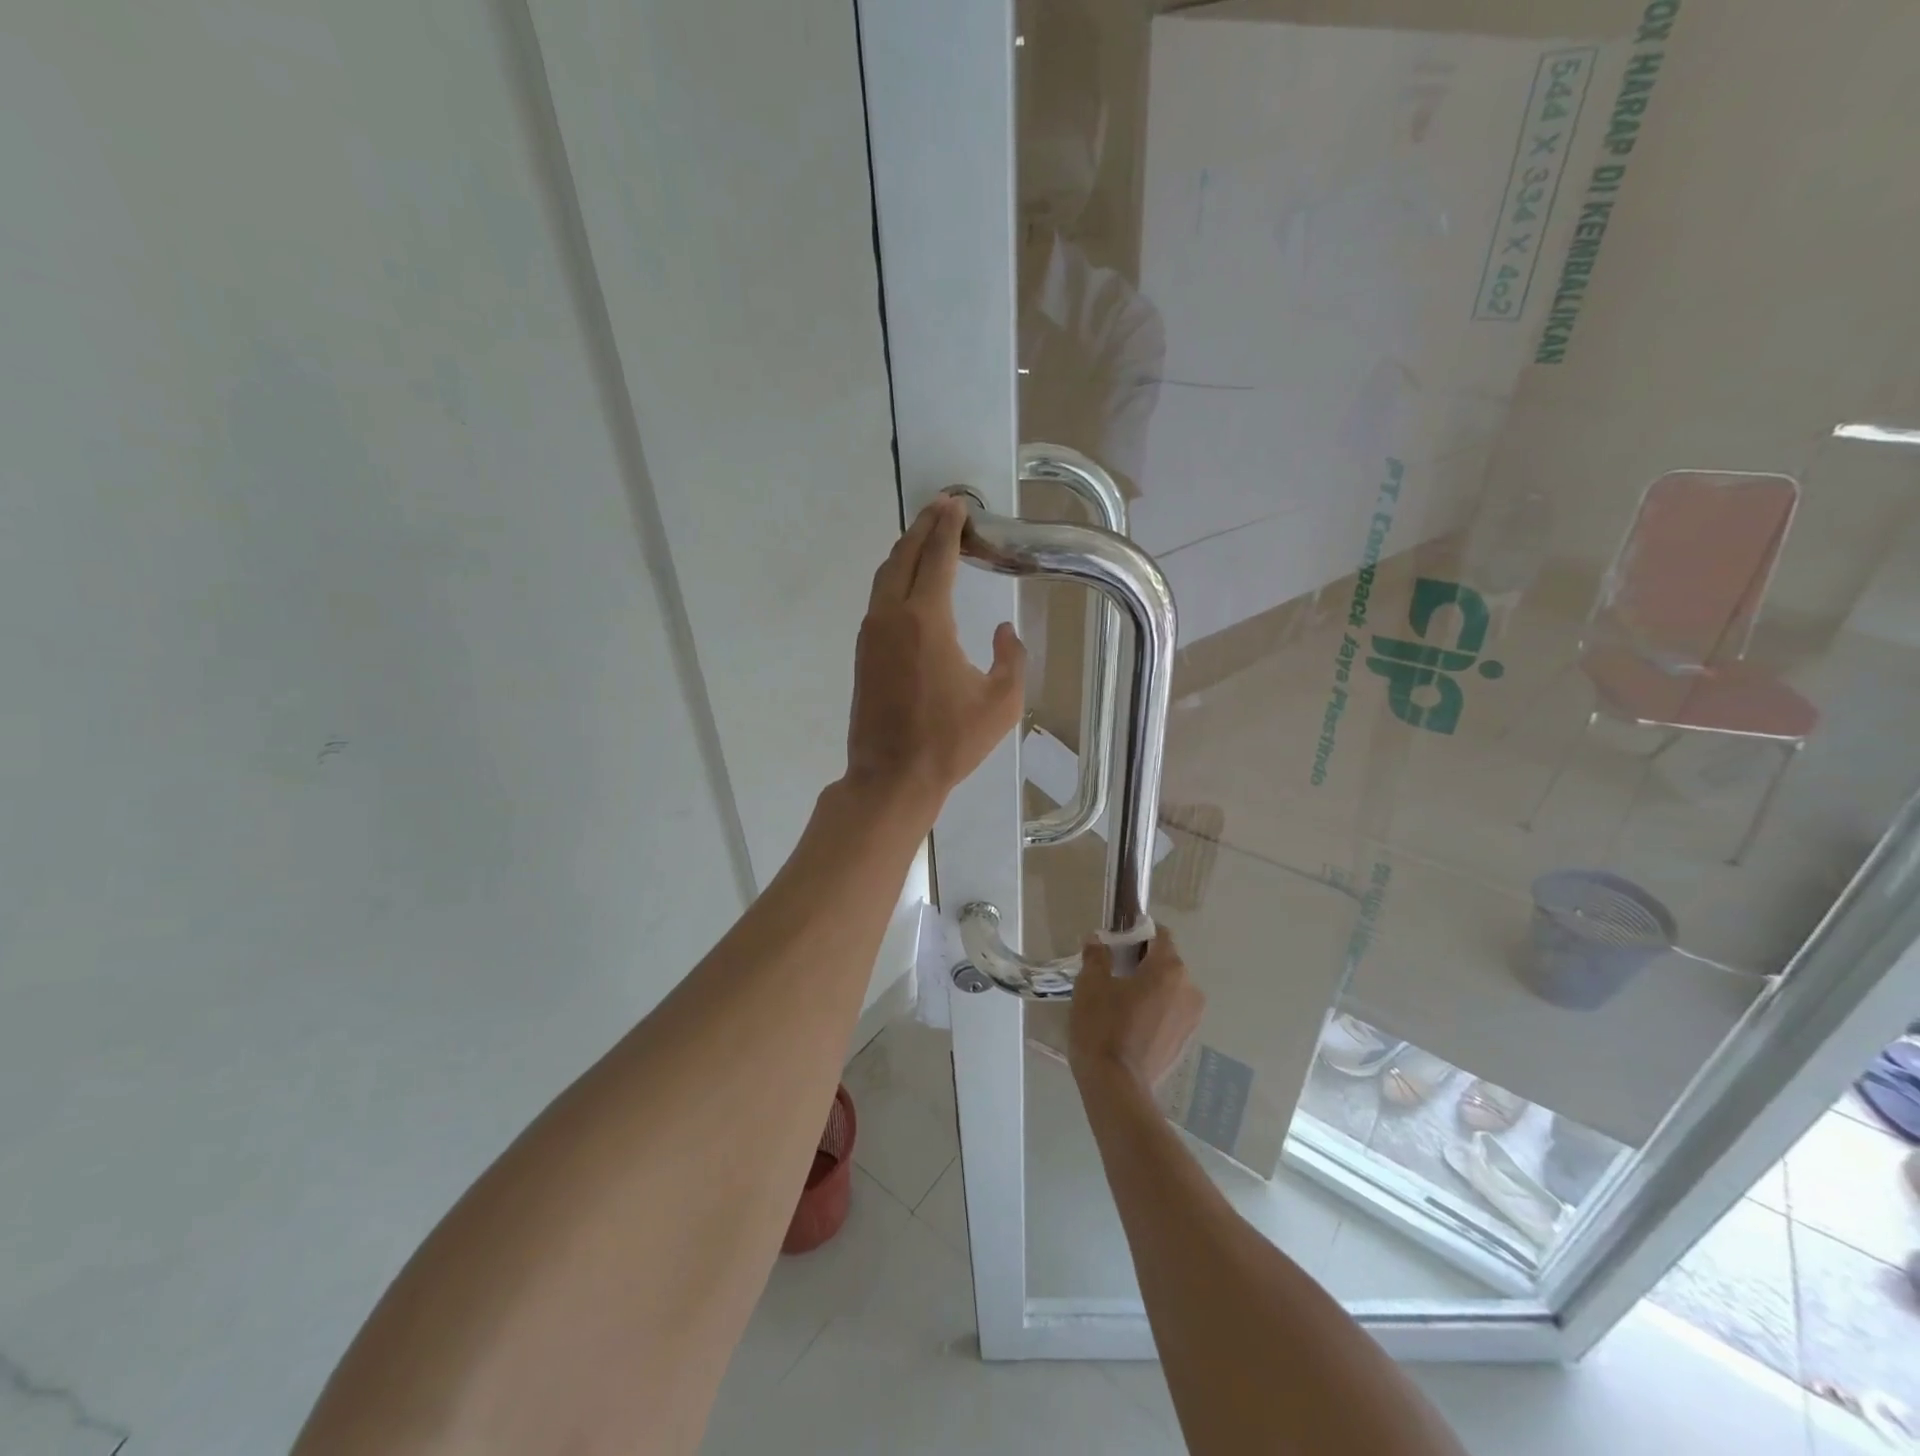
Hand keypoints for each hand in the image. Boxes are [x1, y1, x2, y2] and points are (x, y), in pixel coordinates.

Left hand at [845, 495, 1026, 818]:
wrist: (892, 777)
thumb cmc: (950, 741)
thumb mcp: (1001, 702)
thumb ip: (1013, 658)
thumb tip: (1005, 631)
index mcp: (926, 620)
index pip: (937, 557)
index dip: (949, 528)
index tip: (958, 506)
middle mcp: (891, 616)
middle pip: (904, 556)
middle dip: (924, 528)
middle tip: (942, 509)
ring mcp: (871, 634)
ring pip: (885, 575)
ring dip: (906, 551)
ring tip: (927, 537)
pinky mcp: (862, 652)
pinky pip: (878, 598)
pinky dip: (894, 576)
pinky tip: (909, 582)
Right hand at [1068, 928, 1204, 1093]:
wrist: (1116, 1086)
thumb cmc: (1103, 1026)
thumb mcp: (1091, 984)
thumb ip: (1096, 956)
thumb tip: (1097, 940)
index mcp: (1169, 968)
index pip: (1159, 935)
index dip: (1138, 933)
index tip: (1116, 942)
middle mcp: (1189, 988)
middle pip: (1166, 962)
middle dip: (1142, 962)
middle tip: (1113, 971)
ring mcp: (1191, 1018)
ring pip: (1170, 989)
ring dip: (1150, 987)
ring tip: (1121, 1000)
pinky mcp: (1186, 1041)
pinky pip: (1171, 1012)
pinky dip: (1155, 1010)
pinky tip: (1131, 1022)